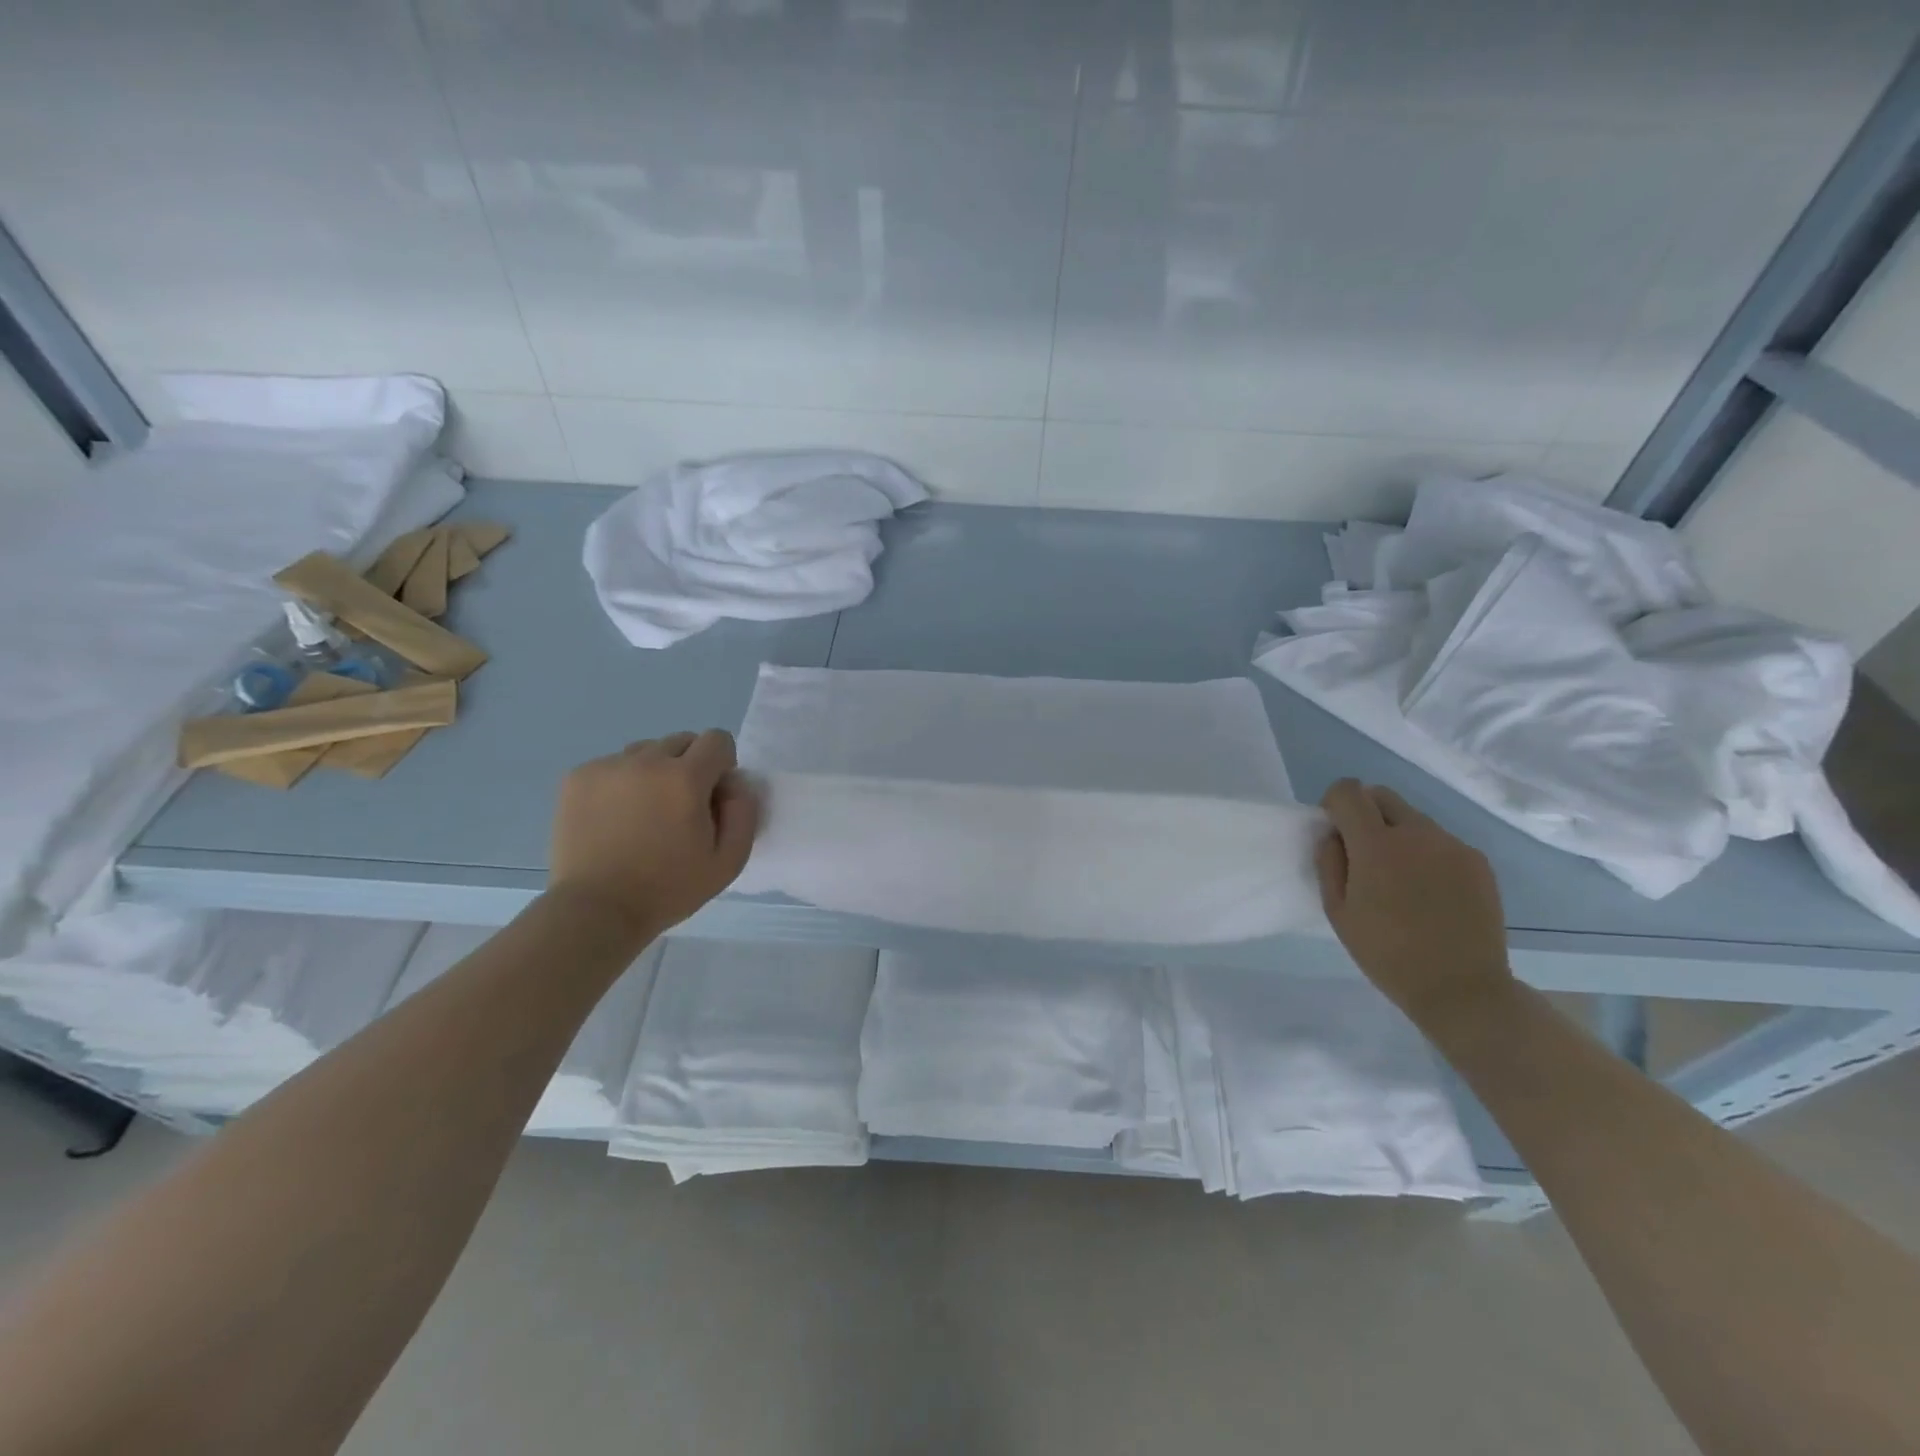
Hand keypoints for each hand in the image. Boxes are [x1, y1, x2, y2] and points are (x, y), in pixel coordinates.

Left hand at [548, 730, 760, 940]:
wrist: (596, 911)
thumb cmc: (668, 889)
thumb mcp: (729, 861)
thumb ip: (743, 813)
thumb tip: (735, 783)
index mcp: (685, 777)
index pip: (717, 739)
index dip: (722, 766)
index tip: (711, 798)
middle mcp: (646, 760)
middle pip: (681, 741)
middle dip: (689, 766)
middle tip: (679, 808)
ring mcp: (607, 767)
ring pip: (645, 751)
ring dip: (654, 772)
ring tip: (643, 813)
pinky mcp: (577, 777)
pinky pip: (612, 765)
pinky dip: (621, 783)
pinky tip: (615, 819)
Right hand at [1315, 779, 1513, 1030]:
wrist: (1461, 989)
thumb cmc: (1386, 954)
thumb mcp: (1338, 912)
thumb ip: (1329, 863)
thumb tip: (1333, 835)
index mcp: (1376, 845)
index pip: (1348, 791)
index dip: (1335, 803)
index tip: (1335, 831)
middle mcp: (1417, 834)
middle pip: (1382, 795)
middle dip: (1365, 812)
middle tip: (1363, 853)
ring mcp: (1452, 845)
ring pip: (1413, 819)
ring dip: (1397, 834)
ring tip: (1401, 879)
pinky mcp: (1477, 861)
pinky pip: (1440, 841)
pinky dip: (1425, 853)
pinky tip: (1429, 892)